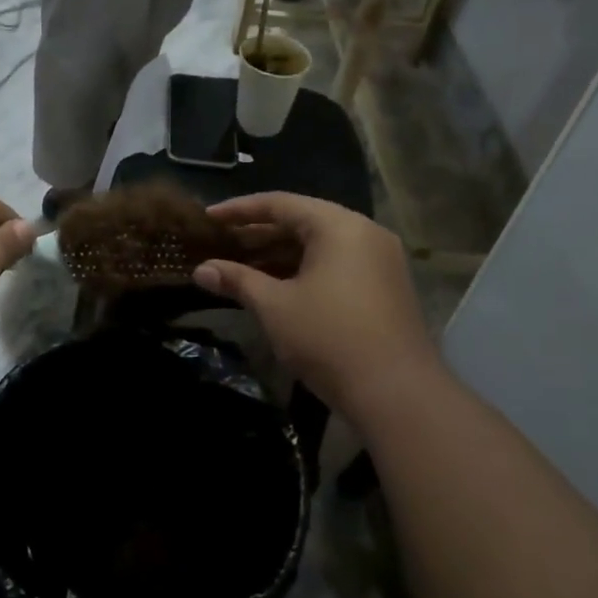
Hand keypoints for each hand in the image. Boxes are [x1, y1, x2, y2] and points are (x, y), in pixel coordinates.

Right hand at [190, 193, 436, 417]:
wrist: (397, 394)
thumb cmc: (329, 338)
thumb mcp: (275, 307)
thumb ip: (237, 280)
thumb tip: (200, 270)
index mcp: (339, 226)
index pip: (280, 203)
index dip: (239, 210)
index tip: (207, 218)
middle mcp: (364, 233)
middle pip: (301, 222)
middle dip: (257, 235)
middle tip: (218, 245)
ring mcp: (378, 261)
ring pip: (318, 246)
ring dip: (278, 255)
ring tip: (238, 267)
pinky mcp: (383, 287)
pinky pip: (334, 265)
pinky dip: (302, 271)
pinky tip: (273, 287)